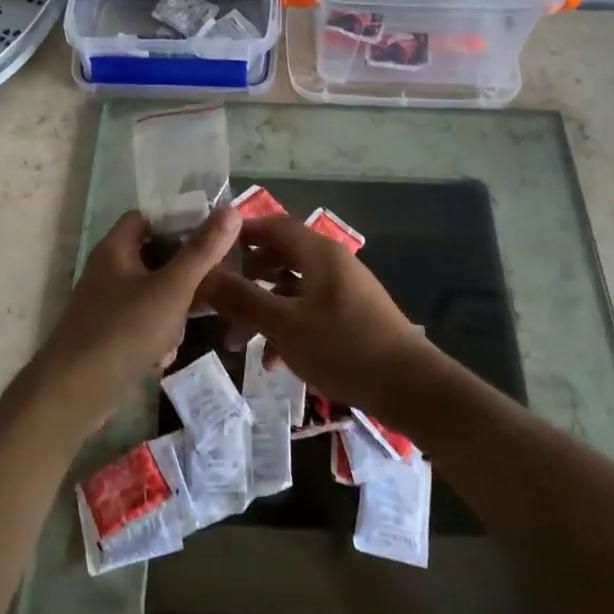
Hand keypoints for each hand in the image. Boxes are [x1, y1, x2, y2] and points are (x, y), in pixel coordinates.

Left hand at [34, 207, 240, 427]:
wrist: (74, 393)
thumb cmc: (124, 330)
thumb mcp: (172, 288)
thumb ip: (202, 251)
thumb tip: (231, 209)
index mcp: (116, 249)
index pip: (147, 217)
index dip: (177, 222)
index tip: (209, 238)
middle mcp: (107, 271)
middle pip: (154, 258)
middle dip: (182, 277)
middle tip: (206, 291)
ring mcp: (105, 305)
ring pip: (152, 296)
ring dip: (172, 314)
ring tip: (178, 334)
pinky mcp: (107, 335)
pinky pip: (142, 325)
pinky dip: (155, 338)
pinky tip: (161, 359)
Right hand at [202, 215, 448, 422]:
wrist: (410, 388)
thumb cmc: (343, 347)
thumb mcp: (284, 325)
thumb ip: (242, 299)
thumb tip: (202, 276)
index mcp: (318, 253)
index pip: (272, 226)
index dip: (239, 234)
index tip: (209, 252)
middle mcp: (331, 264)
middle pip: (279, 259)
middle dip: (245, 282)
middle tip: (218, 303)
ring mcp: (343, 291)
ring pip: (291, 291)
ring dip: (263, 313)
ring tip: (238, 346)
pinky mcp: (351, 318)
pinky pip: (309, 313)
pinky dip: (287, 330)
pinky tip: (274, 363)